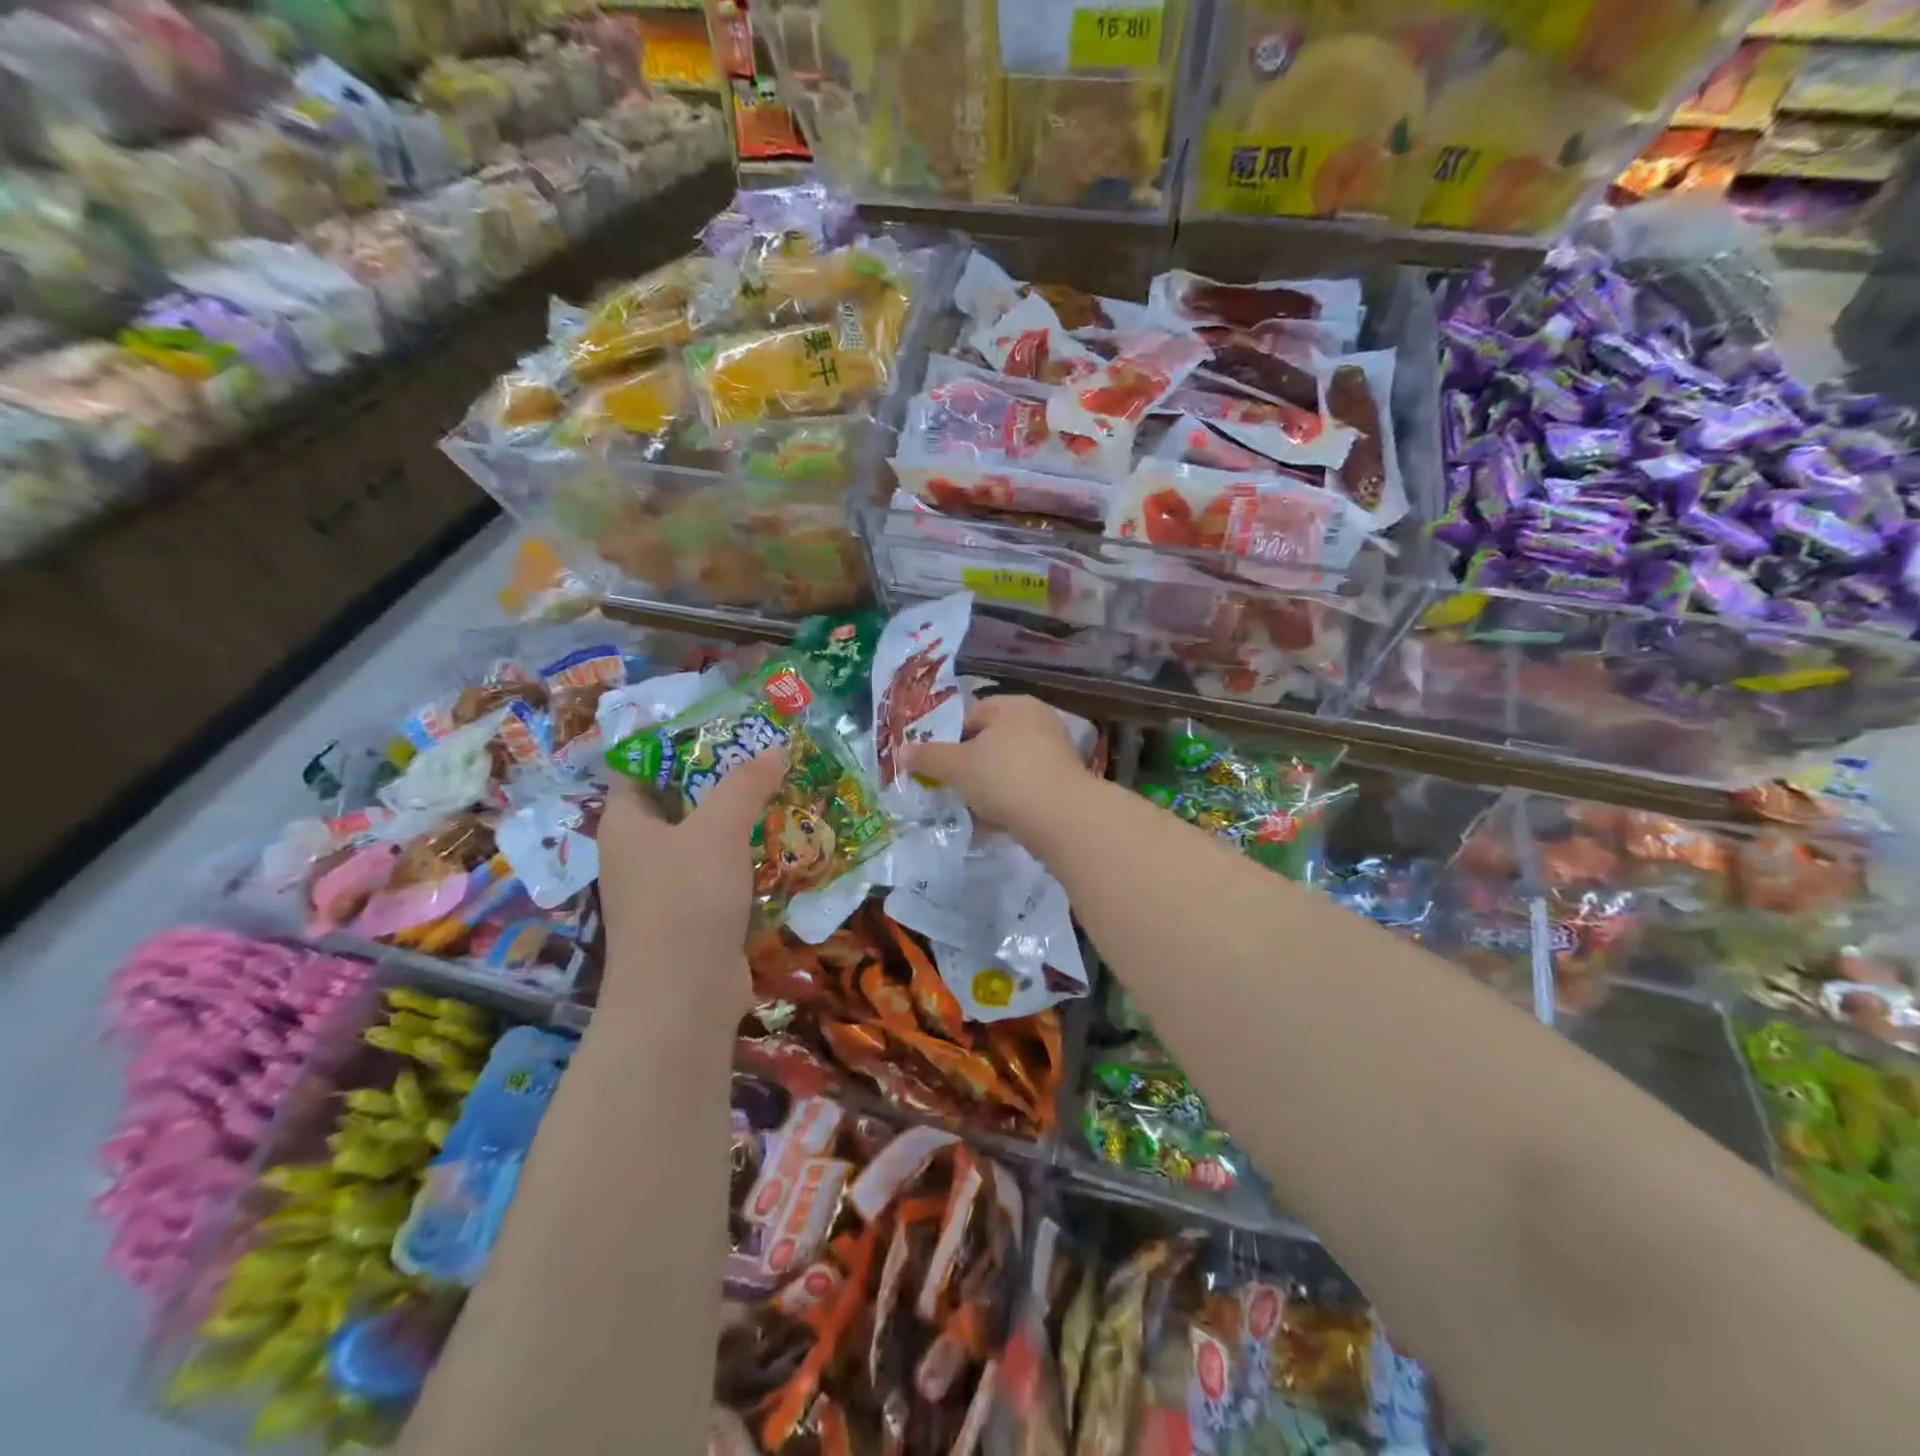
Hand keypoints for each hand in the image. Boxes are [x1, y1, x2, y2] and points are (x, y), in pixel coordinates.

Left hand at [594, 750, 786, 1017]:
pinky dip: (745, 853)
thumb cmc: (685, 901)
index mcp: (625, 821)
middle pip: (678, 798)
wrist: (682, 1000)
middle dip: (720, 774)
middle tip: (765, 750)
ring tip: (781, 787)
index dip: (675, 739)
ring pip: (703, 836)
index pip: (639, 764)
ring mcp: (665, 885)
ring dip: (738, 815)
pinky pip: (719, 869)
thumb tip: (775, 749)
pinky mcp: (693, 914)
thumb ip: (745, 785)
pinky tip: (779, 840)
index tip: (721, 722)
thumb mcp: (717, 830)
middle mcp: (638, 849)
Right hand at [901, 695, 1093, 847]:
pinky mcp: (1062, 784)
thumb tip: (902, 751)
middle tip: (949, 789)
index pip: (971, 715)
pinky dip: (1007, 803)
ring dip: (986, 790)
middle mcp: (1037, 722)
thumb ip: (928, 757)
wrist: (1062, 818)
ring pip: (1006, 769)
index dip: (948, 740)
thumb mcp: (957, 766)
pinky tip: (992, 824)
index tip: (935, 767)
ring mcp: (1054, 753)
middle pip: (989, 743)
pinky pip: (1024, 789)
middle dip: (967, 768)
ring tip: (969, 810)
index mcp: (1013, 705)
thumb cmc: (1005, 778)